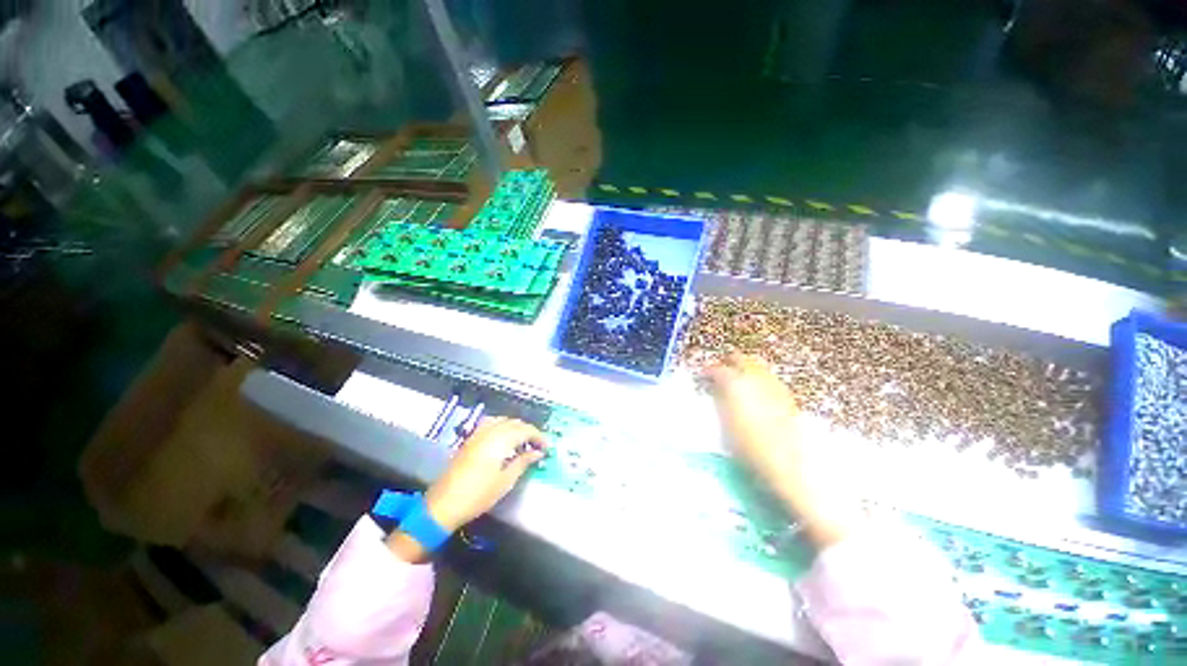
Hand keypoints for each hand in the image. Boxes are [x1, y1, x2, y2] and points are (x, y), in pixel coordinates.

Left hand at [423, 416, 546, 529]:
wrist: (444, 504)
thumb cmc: (478, 495)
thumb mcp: (506, 480)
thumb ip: (523, 462)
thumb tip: (538, 452)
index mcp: (501, 440)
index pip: (526, 430)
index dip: (539, 436)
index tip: (546, 447)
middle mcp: (490, 432)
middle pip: (515, 423)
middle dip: (528, 431)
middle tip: (537, 445)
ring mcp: (478, 434)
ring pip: (503, 420)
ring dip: (515, 427)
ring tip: (523, 441)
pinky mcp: (470, 439)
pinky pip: (490, 423)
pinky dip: (502, 425)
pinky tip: (504, 437)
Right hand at [707, 353, 864, 548]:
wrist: (791, 466)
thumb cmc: (750, 449)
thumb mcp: (725, 425)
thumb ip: (719, 401)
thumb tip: (714, 388)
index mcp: (736, 384)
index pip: (717, 369)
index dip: (707, 371)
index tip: (702, 377)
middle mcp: (757, 378)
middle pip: (740, 359)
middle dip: (727, 362)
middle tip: (718, 372)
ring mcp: (775, 386)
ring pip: (757, 366)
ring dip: (744, 369)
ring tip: (736, 382)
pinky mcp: (788, 396)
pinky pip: (769, 379)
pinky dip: (758, 379)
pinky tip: (755, 393)